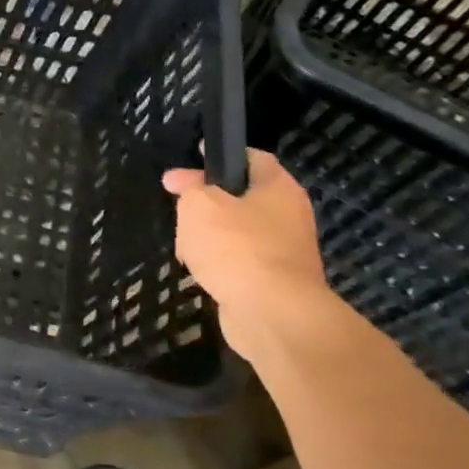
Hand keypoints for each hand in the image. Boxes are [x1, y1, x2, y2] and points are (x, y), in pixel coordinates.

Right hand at [162, 150, 329, 341]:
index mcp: (278, 188)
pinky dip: (219, 265)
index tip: (193, 157)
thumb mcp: (199, 204)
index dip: (221, 154)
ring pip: (237, 232)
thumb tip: (180, 180)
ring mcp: (284, 252)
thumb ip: (188, 188)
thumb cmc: (237, 246)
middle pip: (241, 197)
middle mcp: (288, 216)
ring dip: (210, 237)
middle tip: (179, 207)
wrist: (271, 314)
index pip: (253, 158)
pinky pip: (240, 263)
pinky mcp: (274, 283)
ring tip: (185, 246)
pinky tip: (200, 272)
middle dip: (208, 201)